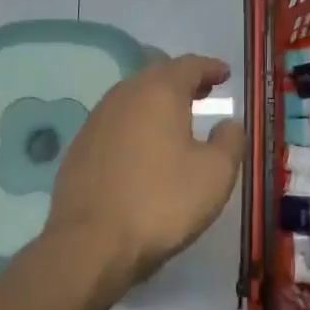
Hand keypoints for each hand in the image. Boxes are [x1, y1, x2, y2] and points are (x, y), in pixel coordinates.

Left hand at [45, 54, 244, 292]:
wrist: (89, 244)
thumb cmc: (161, 202)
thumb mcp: (215, 174)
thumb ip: (230, 141)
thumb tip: (229, 124)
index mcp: (160, 92)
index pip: (189, 65)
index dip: (210, 67)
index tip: (225, 73)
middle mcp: (125, 95)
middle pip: (158, 75)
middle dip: (183, 80)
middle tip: (203, 92)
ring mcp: (97, 119)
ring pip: (133, 97)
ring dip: (157, 101)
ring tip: (175, 118)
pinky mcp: (80, 146)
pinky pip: (115, 121)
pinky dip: (135, 123)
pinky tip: (142, 146)